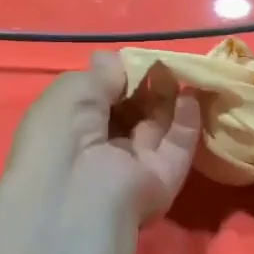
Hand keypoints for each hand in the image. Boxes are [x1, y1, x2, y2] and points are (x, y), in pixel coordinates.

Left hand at [0, 52, 201, 227]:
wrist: (77, 194)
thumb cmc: (61, 133)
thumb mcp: (73, 91)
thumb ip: (101, 75)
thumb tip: (114, 59)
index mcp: (69, 130)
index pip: (99, 100)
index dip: (116, 78)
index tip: (133, 60)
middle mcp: (100, 149)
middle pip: (130, 113)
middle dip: (146, 87)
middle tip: (162, 63)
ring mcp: (132, 166)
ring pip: (155, 128)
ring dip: (168, 99)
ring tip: (179, 71)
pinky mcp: (161, 180)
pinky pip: (177, 148)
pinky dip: (187, 122)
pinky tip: (191, 95)